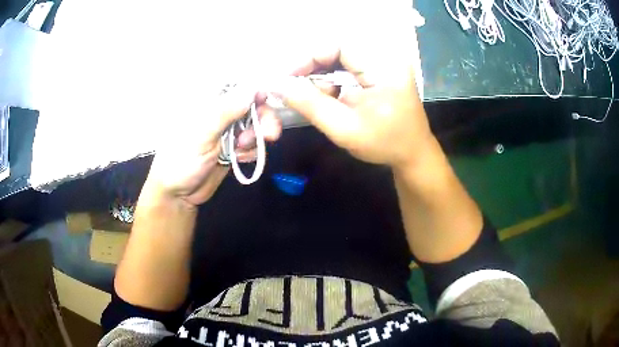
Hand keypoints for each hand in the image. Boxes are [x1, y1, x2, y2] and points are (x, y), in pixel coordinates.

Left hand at [144, 88, 281, 206]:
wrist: (178, 194)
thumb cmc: (181, 160)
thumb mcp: (201, 134)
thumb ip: (226, 111)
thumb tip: (253, 89)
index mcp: (206, 102)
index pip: (235, 85)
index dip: (254, 90)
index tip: (265, 100)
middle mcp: (219, 112)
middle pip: (252, 104)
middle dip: (263, 118)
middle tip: (270, 135)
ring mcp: (227, 130)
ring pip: (256, 124)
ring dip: (257, 138)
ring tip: (242, 151)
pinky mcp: (234, 147)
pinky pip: (253, 143)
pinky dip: (252, 151)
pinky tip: (239, 159)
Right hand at [269, 3, 430, 168]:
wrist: (413, 154)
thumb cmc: (384, 145)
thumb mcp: (344, 129)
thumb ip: (310, 105)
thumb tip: (278, 85)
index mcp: (383, 68)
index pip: (338, 46)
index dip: (309, 57)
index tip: (288, 78)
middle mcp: (385, 58)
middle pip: (338, 50)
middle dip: (313, 68)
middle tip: (295, 89)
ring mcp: (384, 64)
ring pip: (341, 59)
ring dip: (321, 76)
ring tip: (313, 98)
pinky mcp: (380, 71)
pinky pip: (349, 68)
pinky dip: (333, 80)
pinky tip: (329, 97)